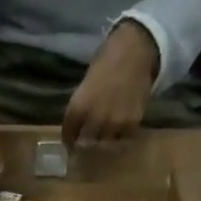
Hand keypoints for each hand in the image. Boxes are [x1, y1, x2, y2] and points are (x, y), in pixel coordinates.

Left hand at [62, 21, 158, 150]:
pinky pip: (122, 140)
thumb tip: (76, 131)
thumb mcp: (83, 90)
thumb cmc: (105, 66)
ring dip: (102, 144)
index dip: (69, 141)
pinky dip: (119, 138)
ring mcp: (112, 124)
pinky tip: (119, 130)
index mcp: (77, 110)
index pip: (68, 137)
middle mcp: (93, 120)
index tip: (72, 142)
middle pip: (85, 146)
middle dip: (84, 145)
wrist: (133, 53)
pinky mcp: (130, 125)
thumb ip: (78, 111)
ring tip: (105, 136)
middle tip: (89, 142)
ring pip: (103, 146)